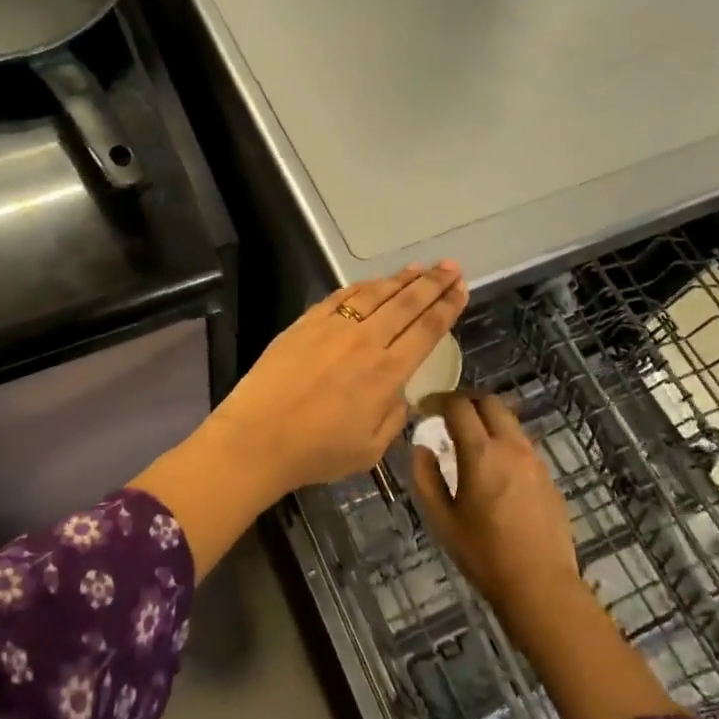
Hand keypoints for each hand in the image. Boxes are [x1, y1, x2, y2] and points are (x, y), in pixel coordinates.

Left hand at [207, 263, 468, 491]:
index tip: (461, 289)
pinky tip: (373, 282)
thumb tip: (398, 391)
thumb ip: (393, 415)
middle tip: (451, 266)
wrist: (258, 437)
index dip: (446, 307)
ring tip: (419, 268)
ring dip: (400, 279)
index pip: (426, 330)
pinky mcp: (306, 323)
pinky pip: (341, 296)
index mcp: (387, 372)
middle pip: (406, 304)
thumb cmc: (316, 452)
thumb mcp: (371, 448)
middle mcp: (365, 341)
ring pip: (375, 294)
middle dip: (432, 283)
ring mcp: (333, 327)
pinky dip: (362, 286)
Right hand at [411, 393, 584, 620]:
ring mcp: (535, 460)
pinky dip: (503, 440)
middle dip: (465, 401)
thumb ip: (426, 477)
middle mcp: (511, 447)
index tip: (425, 409)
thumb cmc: (484, 555)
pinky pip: (522, 443)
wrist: (542, 587)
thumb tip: (422, 447)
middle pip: (489, 401)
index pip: (459, 405)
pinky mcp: (549, 476)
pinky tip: (494, 467)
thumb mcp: (441, 519)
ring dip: (486, 419)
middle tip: (447, 416)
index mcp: (481, 454)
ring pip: (509, 421)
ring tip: (469, 440)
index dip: (438, 401)